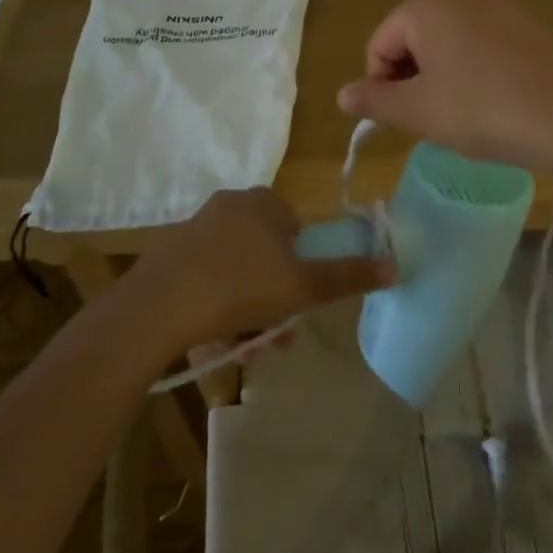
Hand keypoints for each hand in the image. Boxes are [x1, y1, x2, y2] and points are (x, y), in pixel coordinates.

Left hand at [128, 188, 393, 351]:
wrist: (158, 306)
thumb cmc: (241, 286)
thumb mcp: (303, 286)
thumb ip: (348, 276)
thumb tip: (394, 265)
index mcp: (263, 202)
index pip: (296, 226)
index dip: (303, 264)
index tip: (301, 299)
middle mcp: (230, 205)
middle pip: (267, 254)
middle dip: (276, 298)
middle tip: (277, 336)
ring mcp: (196, 230)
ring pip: (238, 273)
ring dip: (249, 311)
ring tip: (247, 350)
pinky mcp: (170, 256)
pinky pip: (207, 281)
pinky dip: (218, 308)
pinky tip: (215, 341)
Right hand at [335, 0, 552, 180]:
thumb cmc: (483, 110)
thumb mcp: (419, 112)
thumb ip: (374, 100)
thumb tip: (341, 95)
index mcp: (425, 4)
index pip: (379, 44)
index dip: (380, 85)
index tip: (400, 120)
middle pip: (413, 36)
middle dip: (411, 77)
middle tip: (430, 118)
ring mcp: (500, 3)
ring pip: (448, 40)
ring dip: (442, 75)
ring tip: (462, 114)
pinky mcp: (529, 22)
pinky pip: (482, 42)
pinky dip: (474, 69)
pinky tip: (493, 102)